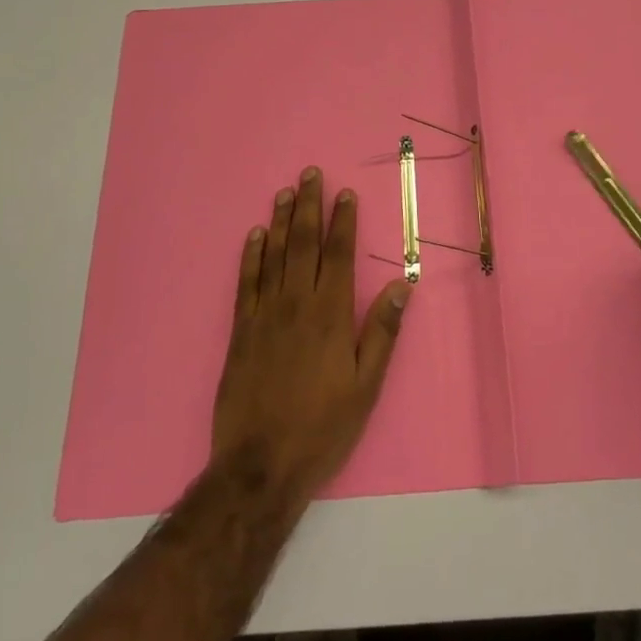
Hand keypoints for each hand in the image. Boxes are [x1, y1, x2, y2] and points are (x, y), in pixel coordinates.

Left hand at [211, 168, 411, 506]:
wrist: (260, 465)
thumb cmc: (322, 427)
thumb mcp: (366, 386)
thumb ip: (382, 332)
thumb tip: (400, 285)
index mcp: (331, 314)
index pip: (338, 255)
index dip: (343, 221)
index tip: (345, 193)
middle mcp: (297, 304)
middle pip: (304, 244)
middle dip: (310, 206)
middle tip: (310, 174)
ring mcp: (265, 315)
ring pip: (275, 255)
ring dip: (282, 221)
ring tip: (286, 192)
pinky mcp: (240, 331)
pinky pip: (246, 282)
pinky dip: (251, 255)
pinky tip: (256, 235)